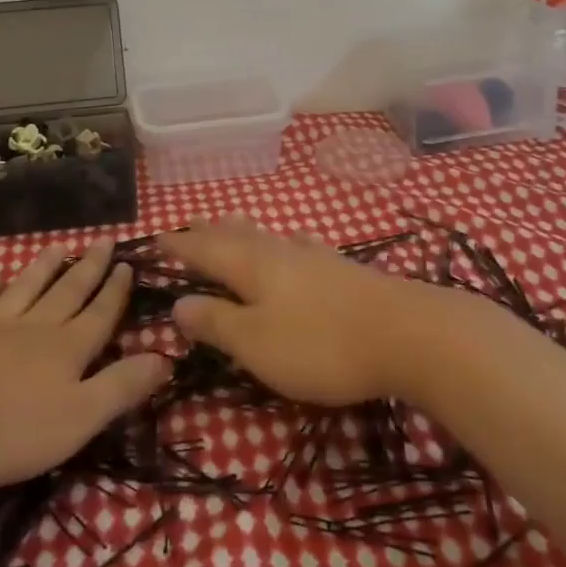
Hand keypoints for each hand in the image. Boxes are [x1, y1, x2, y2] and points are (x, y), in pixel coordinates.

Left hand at [0, 240, 170, 490]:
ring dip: (44, 267)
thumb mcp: (79, 418)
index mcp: (67, 349)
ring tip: (58, 246)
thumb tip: (166, 357)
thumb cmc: (11, 429)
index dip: (116, 291)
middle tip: (103, 240)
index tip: (128, 264)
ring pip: (26, 288)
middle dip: (89, 267)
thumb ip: (122, 387)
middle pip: (67, 291)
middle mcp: (35, 327)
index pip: (100, 314)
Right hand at [162, 218, 469, 406]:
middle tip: (189, 224)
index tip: (156, 238)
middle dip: (209, 231)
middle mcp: (280, 252)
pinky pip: (299, 246)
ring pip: (268, 235)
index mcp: (252, 266)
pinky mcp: (343, 270)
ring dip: (243, 230)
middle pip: (236, 235)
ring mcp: (315, 257)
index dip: (180, 246)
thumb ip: (217, 323)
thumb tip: (178, 303)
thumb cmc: (321, 344)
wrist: (409, 334)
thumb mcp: (256, 343)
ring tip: (230, 222)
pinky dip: (283, 243)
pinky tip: (295, 243)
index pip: (204, 250)